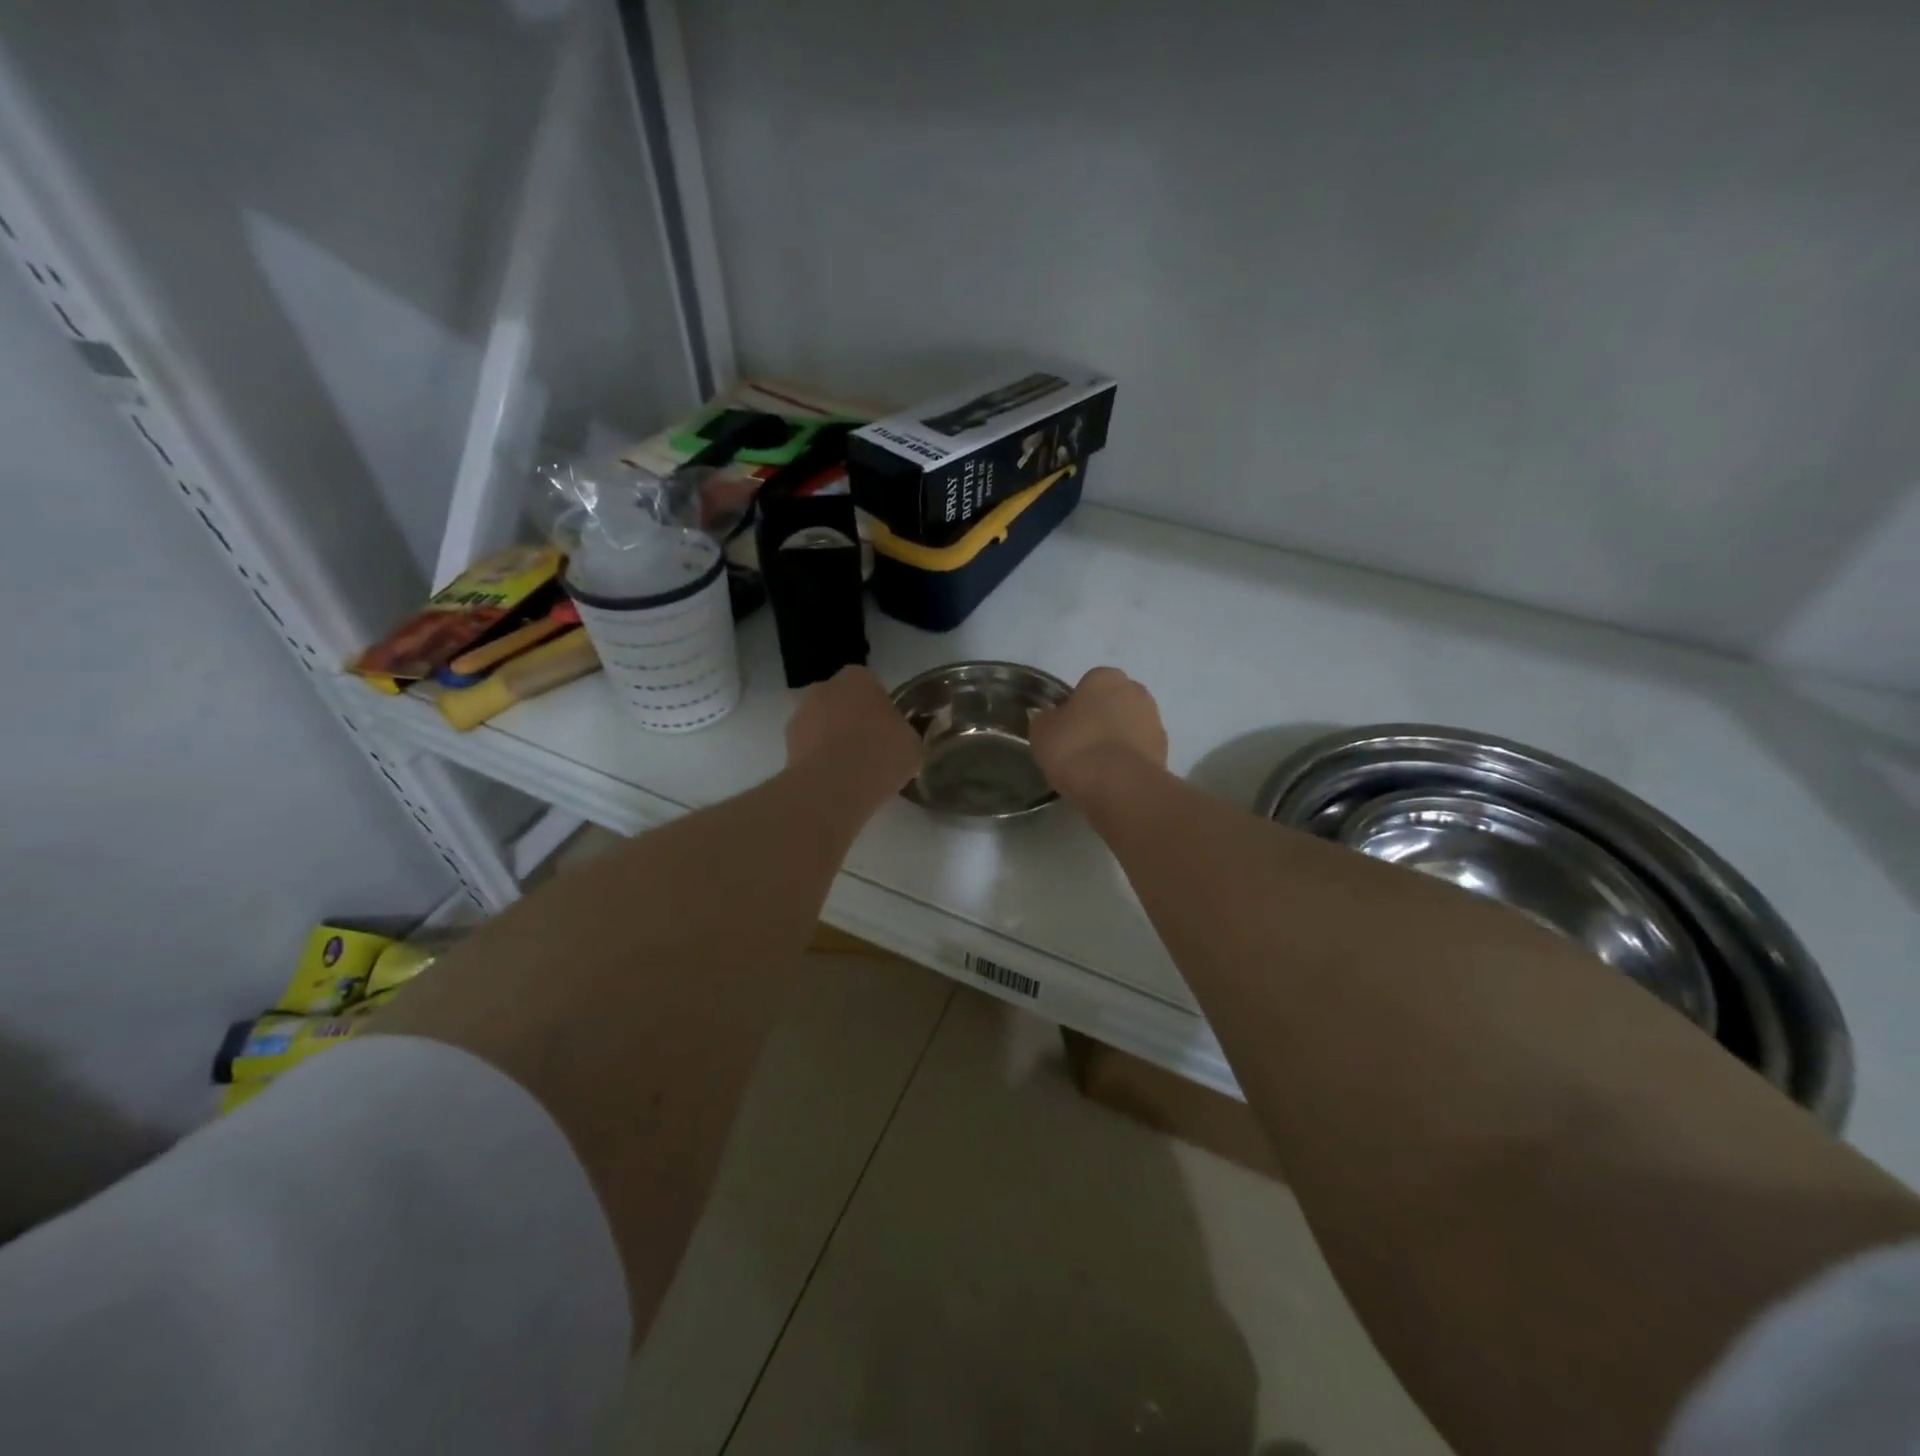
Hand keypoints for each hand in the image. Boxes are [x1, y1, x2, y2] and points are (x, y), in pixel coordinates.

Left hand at [786, 665, 921, 803]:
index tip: (888, 731)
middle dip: (852, 720)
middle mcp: (824, 687)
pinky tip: (834, 781)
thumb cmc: (881, 754)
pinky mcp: (786, 744)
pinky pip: (809, 748)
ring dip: (832, 740)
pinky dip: (818, 760)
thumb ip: (902, 732)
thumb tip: (896, 737)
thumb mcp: (912, 743)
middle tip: (870, 749)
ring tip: (851, 771)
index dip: (880, 708)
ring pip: (822, 724)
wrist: (833, 785)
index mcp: (858, 677)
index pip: (871, 684)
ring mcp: (800, 714)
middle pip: (842, 701)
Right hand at [1030, 667, 1167, 800]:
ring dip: (1116, 739)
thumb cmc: (1075, 747)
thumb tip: (1051, 716)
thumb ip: (1045, 718)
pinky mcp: (1165, 750)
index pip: (1087, 684)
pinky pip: (1139, 750)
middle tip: (1080, 744)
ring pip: (1129, 725)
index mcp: (1105, 677)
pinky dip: (1128, 759)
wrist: (1119, 785)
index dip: (1075, 705)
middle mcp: (1135, 690)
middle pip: (1113, 702)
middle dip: (1100, 718)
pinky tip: (1112, 777)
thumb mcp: (1041, 731)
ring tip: (1096, 766)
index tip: (1065, 728)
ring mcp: (1154, 720)